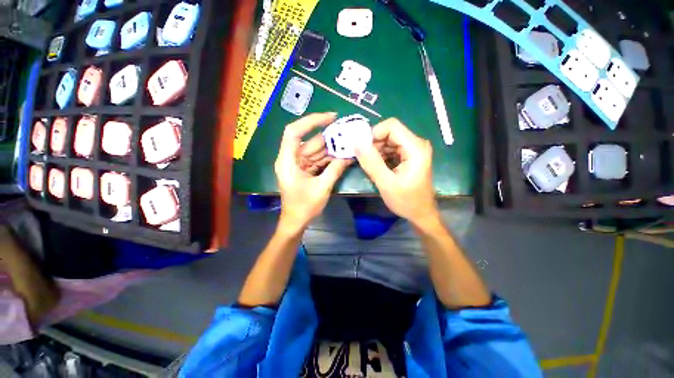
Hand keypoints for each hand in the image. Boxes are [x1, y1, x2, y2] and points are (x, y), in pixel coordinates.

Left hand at [275, 113, 351, 230]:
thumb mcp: (321, 188)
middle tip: (347, 131)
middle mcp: (291, 159)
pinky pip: (317, 160)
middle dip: (328, 137)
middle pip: (309, 141)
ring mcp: (298, 164)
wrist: (295, 222)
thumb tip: (349, 156)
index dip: (311, 121)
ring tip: (348, 142)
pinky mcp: (305, 170)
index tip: (330, 118)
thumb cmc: (304, 207)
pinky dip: (329, 158)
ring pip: (315, 150)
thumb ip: (335, 170)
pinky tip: (342, 155)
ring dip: (331, 148)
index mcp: (288, 161)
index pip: (294, 132)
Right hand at [355, 118, 438, 226]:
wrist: (421, 214)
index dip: (374, 134)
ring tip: (371, 167)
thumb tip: (357, 143)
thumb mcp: (386, 183)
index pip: (391, 126)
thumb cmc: (406, 201)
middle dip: (374, 144)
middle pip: (389, 133)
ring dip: (376, 151)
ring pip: (388, 141)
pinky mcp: (409, 156)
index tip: (362, 149)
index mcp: (415, 148)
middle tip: (365, 161)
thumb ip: (372, 163)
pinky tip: (378, 168)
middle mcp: (416, 144)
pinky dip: (381, 156)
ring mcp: (413, 149)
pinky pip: (391, 149)